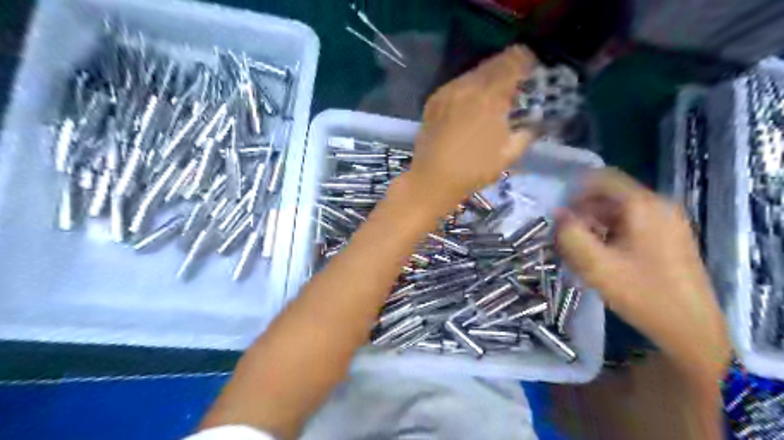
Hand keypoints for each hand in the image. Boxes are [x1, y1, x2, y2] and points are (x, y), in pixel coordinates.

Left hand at [410, 46, 538, 212]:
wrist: (432, 179)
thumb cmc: (474, 170)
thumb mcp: (510, 153)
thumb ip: (529, 129)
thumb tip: (536, 118)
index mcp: (490, 96)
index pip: (514, 60)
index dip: (528, 62)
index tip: (533, 74)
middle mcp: (467, 85)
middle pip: (494, 62)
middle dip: (508, 70)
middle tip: (514, 88)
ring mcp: (447, 91)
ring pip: (474, 72)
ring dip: (488, 80)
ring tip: (491, 99)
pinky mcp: (434, 100)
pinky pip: (457, 84)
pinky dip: (469, 89)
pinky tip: (470, 107)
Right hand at [558, 169, 728, 378]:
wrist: (690, 329)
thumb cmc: (642, 294)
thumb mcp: (596, 266)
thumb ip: (571, 235)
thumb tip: (558, 214)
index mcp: (644, 206)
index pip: (603, 178)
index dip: (575, 190)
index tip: (557, 211)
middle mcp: (659, 206)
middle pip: (610, 194)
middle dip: (583, 210)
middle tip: (565, 234)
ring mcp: (667, 221)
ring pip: (619, 209)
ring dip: (594, 222)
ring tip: (580, 247)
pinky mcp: (668, 236)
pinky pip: (630, 222)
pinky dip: (610, 231)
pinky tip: (601, 254)